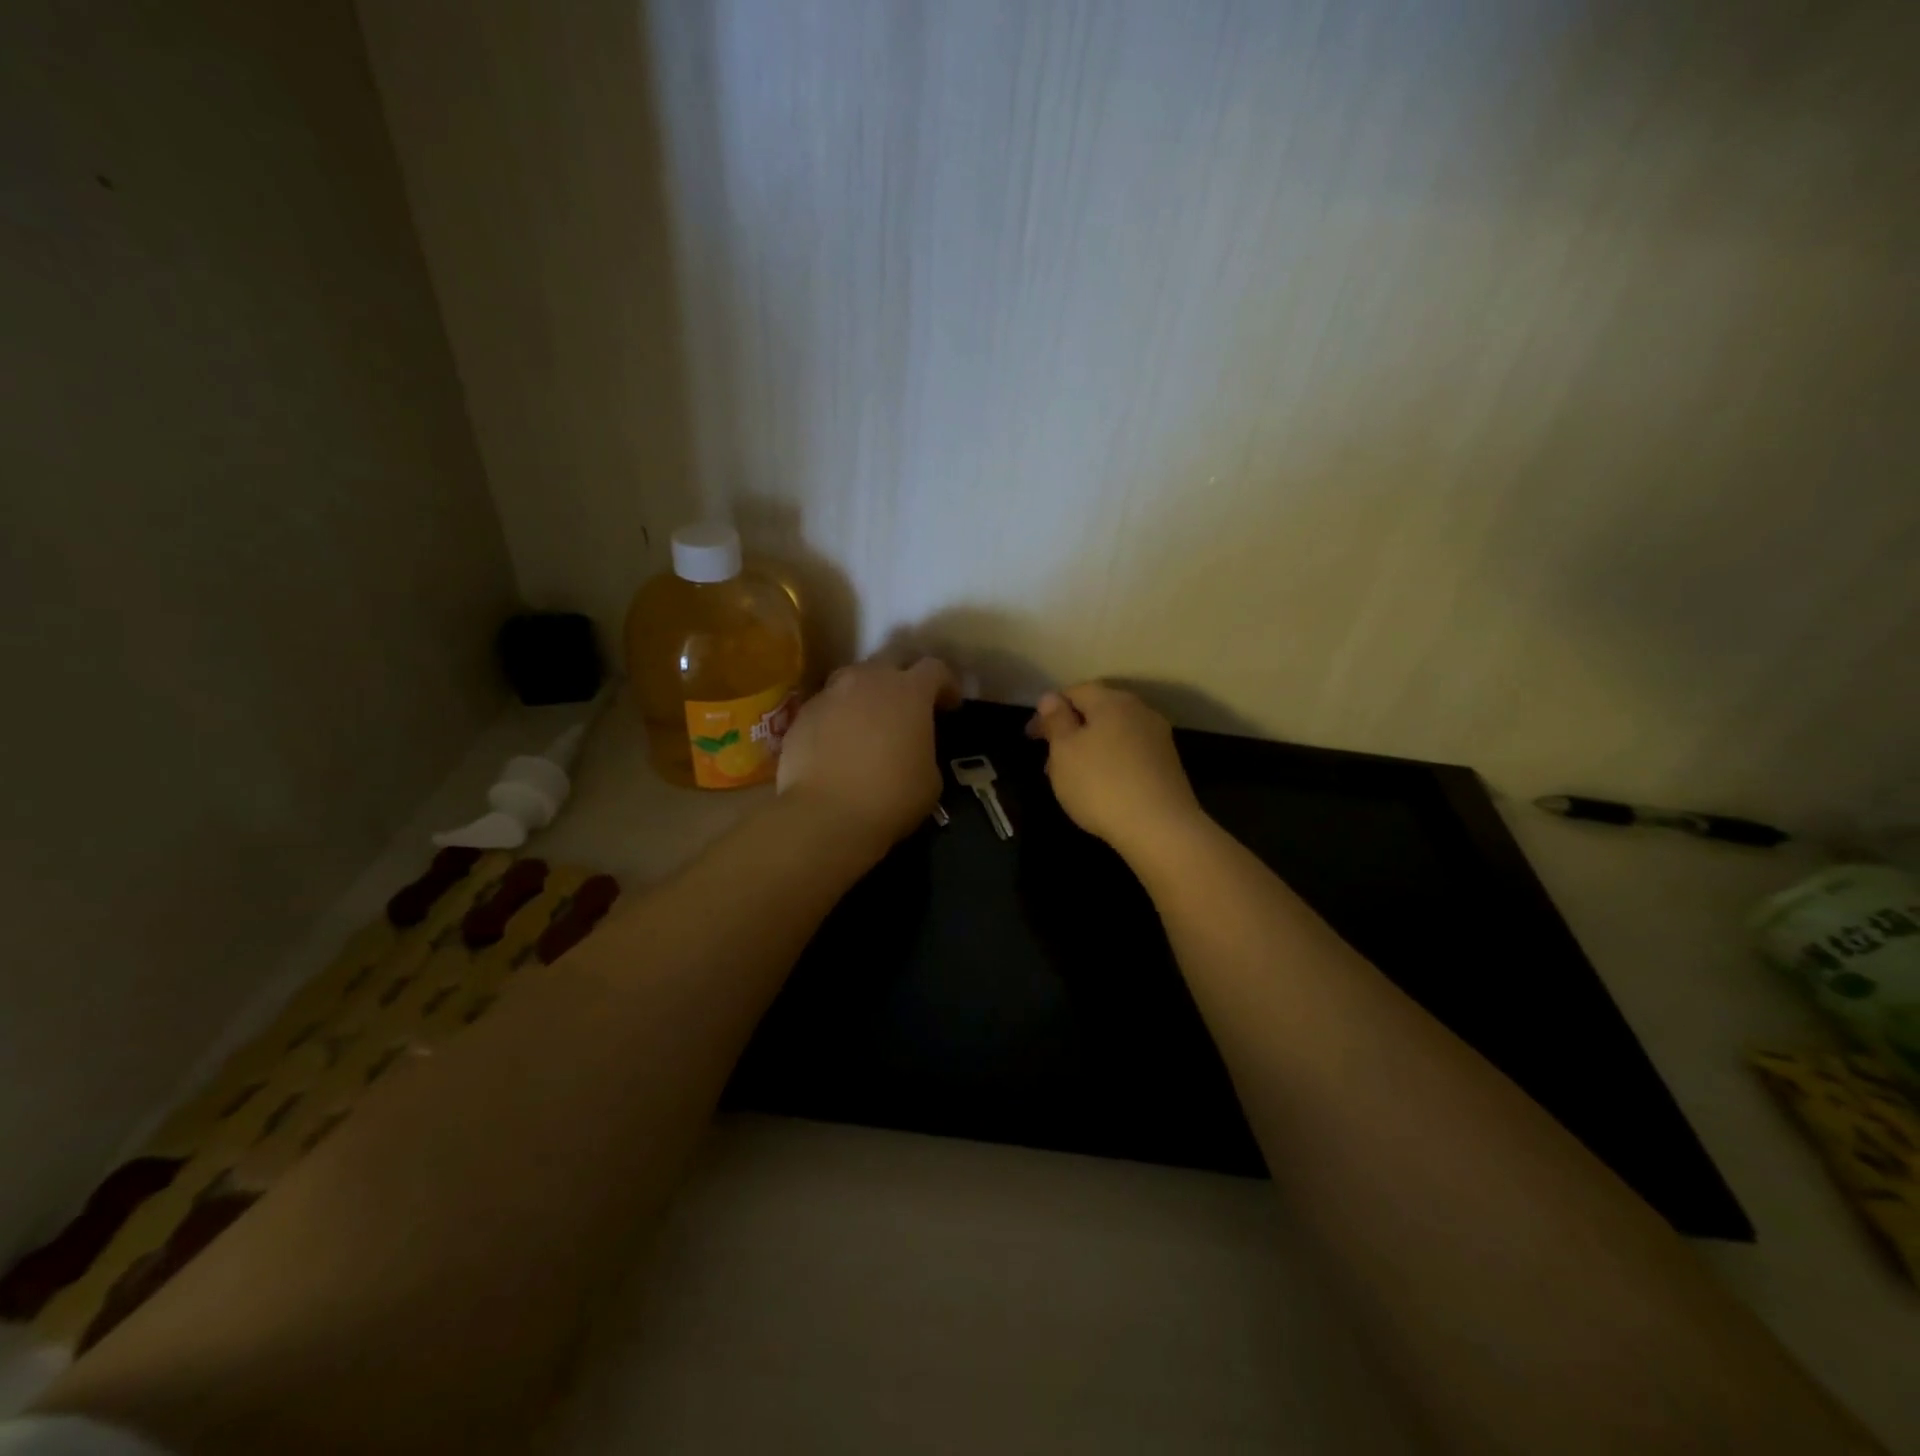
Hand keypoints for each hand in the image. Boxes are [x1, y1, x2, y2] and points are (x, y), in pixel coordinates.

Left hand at [777, 658, 960, 852]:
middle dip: (904, 678)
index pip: (935, 669)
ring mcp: (831, 693)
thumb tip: (913, 748)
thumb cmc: (891, 797)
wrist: (826, 815)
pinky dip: (838, 716)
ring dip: (867, 692)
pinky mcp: (802, 714)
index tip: (950, 705)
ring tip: (869, 720)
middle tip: (908, 707)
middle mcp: (869, 680)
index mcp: (910, 691)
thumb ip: (925, 749)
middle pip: (891, 662)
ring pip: (853, 678)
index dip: (946, 684)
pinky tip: (838, 742)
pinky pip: (827, 705)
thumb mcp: (930, 778)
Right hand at [1026, 683, 1205, 856]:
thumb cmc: (1101, 784)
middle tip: (1049, 759)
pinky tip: (1101, 786)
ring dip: (1090, 748)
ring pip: (1114, 733)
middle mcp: (1139, 711)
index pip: (1075, 691)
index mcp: (1112, 701)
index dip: (1049, 710)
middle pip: (1098, 710)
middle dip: (1071, 730)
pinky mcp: (1168, 765)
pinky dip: (1110, 762)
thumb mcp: (1064, 751)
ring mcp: (1158, 738)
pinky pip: (1130, 753)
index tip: (1031, 736)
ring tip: (1071, 777)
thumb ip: (1056, 721)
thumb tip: (1051, 698)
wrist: (1160, 828)